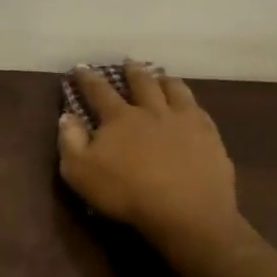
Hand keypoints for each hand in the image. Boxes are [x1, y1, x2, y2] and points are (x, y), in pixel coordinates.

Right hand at [58, 62, 249, 261]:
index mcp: (119, 117)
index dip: (88, 78)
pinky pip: (200, 110)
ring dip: (165, 80)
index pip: (99, 90)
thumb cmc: (127, 193)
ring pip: (175, 90)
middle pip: (142, 82)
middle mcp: (152, 111)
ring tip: (162, 76)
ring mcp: (184, 122)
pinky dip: (192, 103)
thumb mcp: (80, 172)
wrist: (187, 214)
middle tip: (129, 62)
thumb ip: (70, 141)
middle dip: (132, 71)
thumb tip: (67, 116)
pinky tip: (192, 106)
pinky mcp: (210, 137)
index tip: (82, 68)